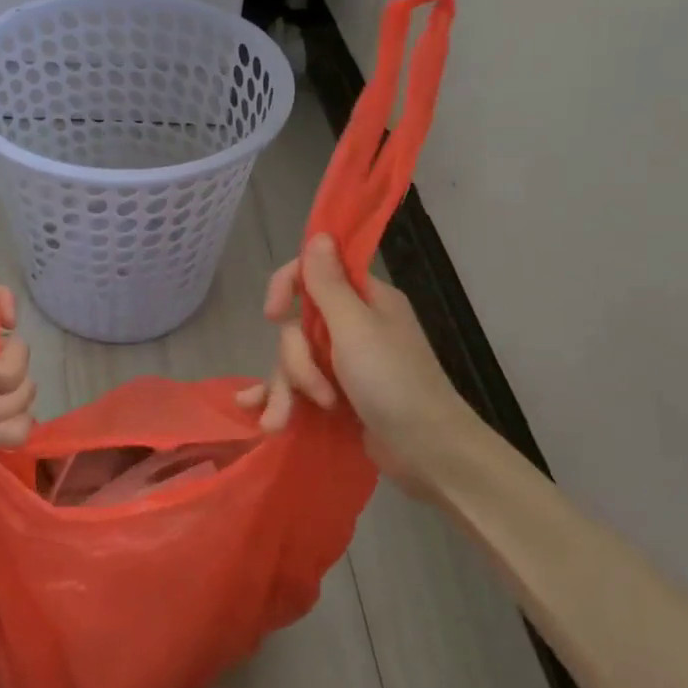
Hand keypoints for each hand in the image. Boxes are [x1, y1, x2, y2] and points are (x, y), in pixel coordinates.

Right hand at [239, 236, 513, 501]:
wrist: (428, 452)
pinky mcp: (338, 396)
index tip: (273, 313)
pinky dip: (279, 400)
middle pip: (297, 326)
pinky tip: (259, 415)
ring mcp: (345, 363)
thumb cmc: (394, 383)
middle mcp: (354, 326)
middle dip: (295, 363)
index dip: (287, 288)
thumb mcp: (355, 329)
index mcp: (366, 300)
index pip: (314, 273)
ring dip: (287, 391)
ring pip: (295, 361)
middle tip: (317, 393)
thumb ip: (329, 284)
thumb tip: (319, 234)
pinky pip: (298, 388)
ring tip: (281, 423)